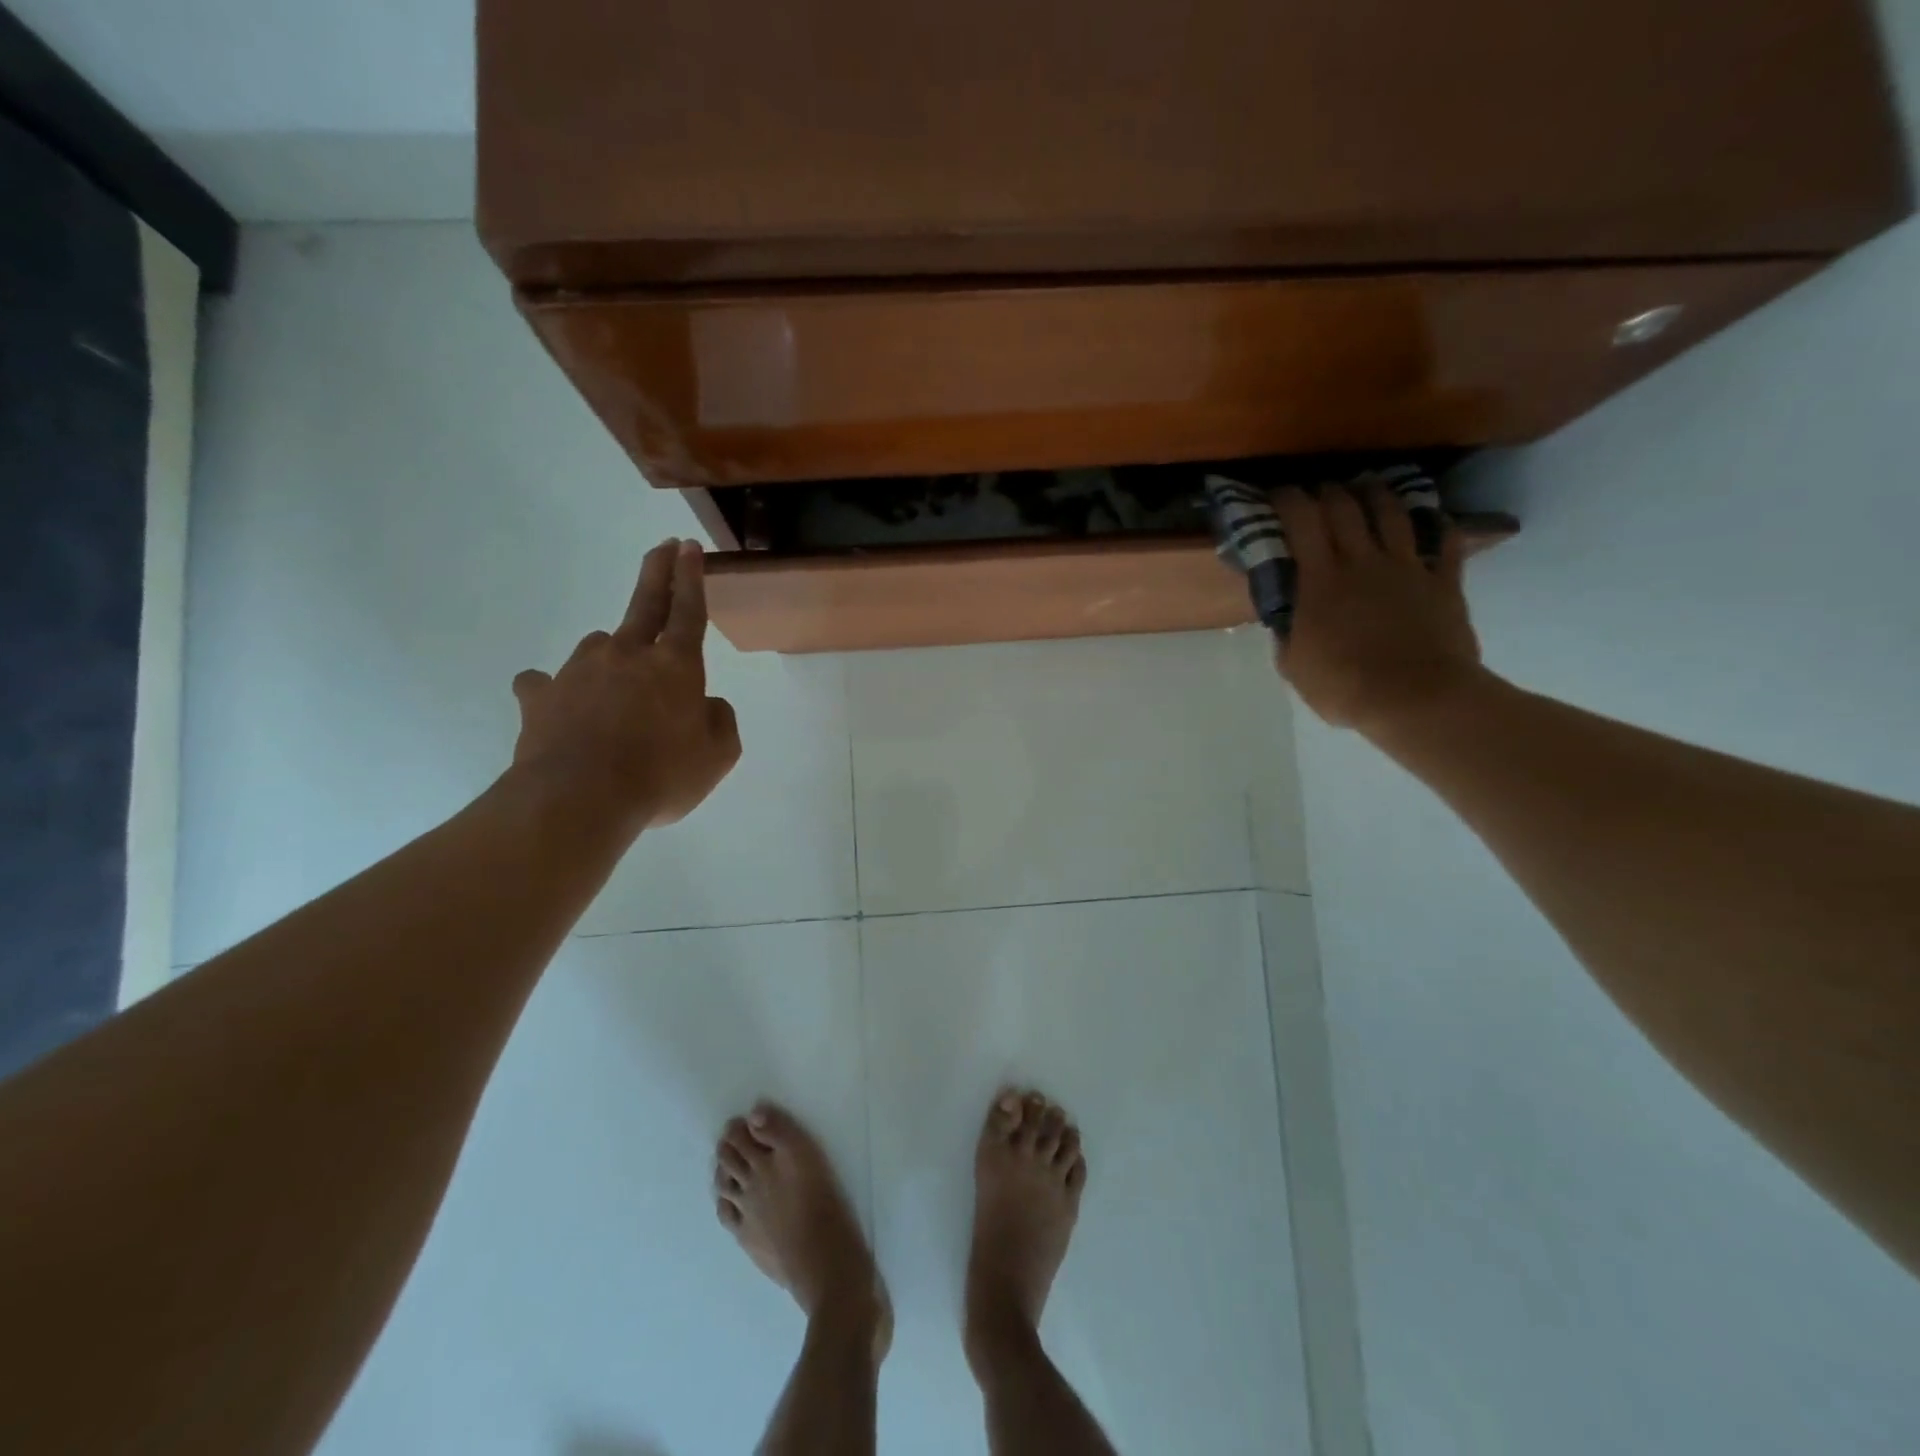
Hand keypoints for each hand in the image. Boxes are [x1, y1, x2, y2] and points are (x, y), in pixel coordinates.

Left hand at [510, 539, 741, 830]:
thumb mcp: (717, 756)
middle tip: (664, 547)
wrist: (579, 799)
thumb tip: (705, 705)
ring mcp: (579, 671)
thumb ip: (720, 721)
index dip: (692, 578)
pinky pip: (546, 684)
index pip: (688, 611)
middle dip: (658, 572)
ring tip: (615, 688)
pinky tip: (557, 704)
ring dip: (611, 656)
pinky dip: (554, 690)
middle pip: (645, 604)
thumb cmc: (661, 775)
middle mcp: (627, 655)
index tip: (689, 547)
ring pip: (599, 648)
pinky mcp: (540, 696)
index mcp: (675, 666)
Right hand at [1272, 486, 1486, 740]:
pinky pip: (1445, 541)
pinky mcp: (1442, 581)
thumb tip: (1286, 617)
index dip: (1287, 500)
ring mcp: (1407, 567)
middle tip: (1318, 491)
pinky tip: (1430, 519)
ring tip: (1366, 487)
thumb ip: (1287, 633)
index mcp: (1319, 580)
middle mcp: (1362, 561)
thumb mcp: (1294, 666)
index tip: (1276, 495)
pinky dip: (1436, 524)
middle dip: (1327, 491)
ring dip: (1375, 494)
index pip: (1301, 521)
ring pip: (1391, 513)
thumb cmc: (1344, 687)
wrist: (1416, 699)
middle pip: (1344, 507)